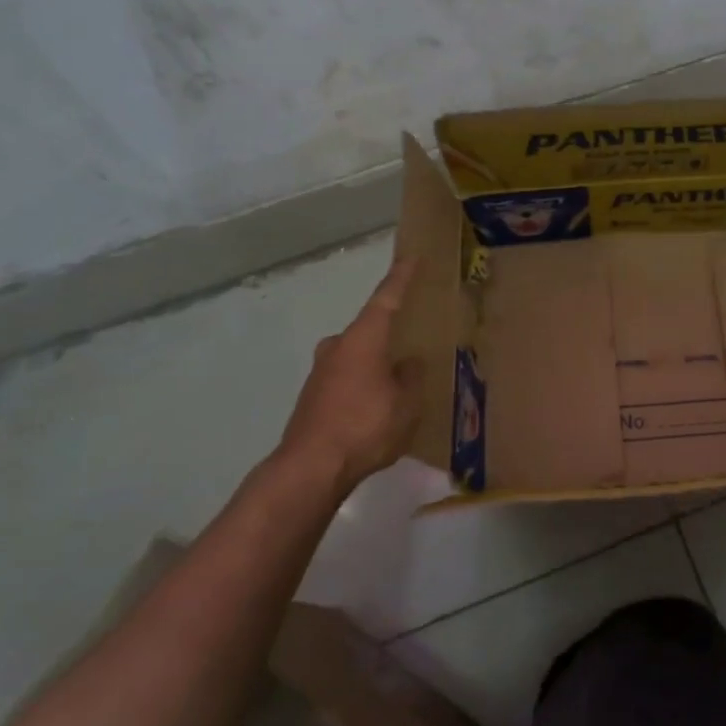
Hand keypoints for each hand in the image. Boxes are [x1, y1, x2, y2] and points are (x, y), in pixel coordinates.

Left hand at [274, 259, 424, 493]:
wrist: (311, 468)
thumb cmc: (365, 426)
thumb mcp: (406, 402)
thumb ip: (411, 376)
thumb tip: (408, 362)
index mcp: (363, 339)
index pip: (387, 298)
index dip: (401, 277)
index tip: (412, 256)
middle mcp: (338, 347)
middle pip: (369, 329)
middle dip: (391, 333)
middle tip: (413, 338)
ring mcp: (321, 373)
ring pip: (357, 356)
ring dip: (377, 363)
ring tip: (400, 380)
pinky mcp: (313, 397)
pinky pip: (348, 380)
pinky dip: (364, 384)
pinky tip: (378, 406)